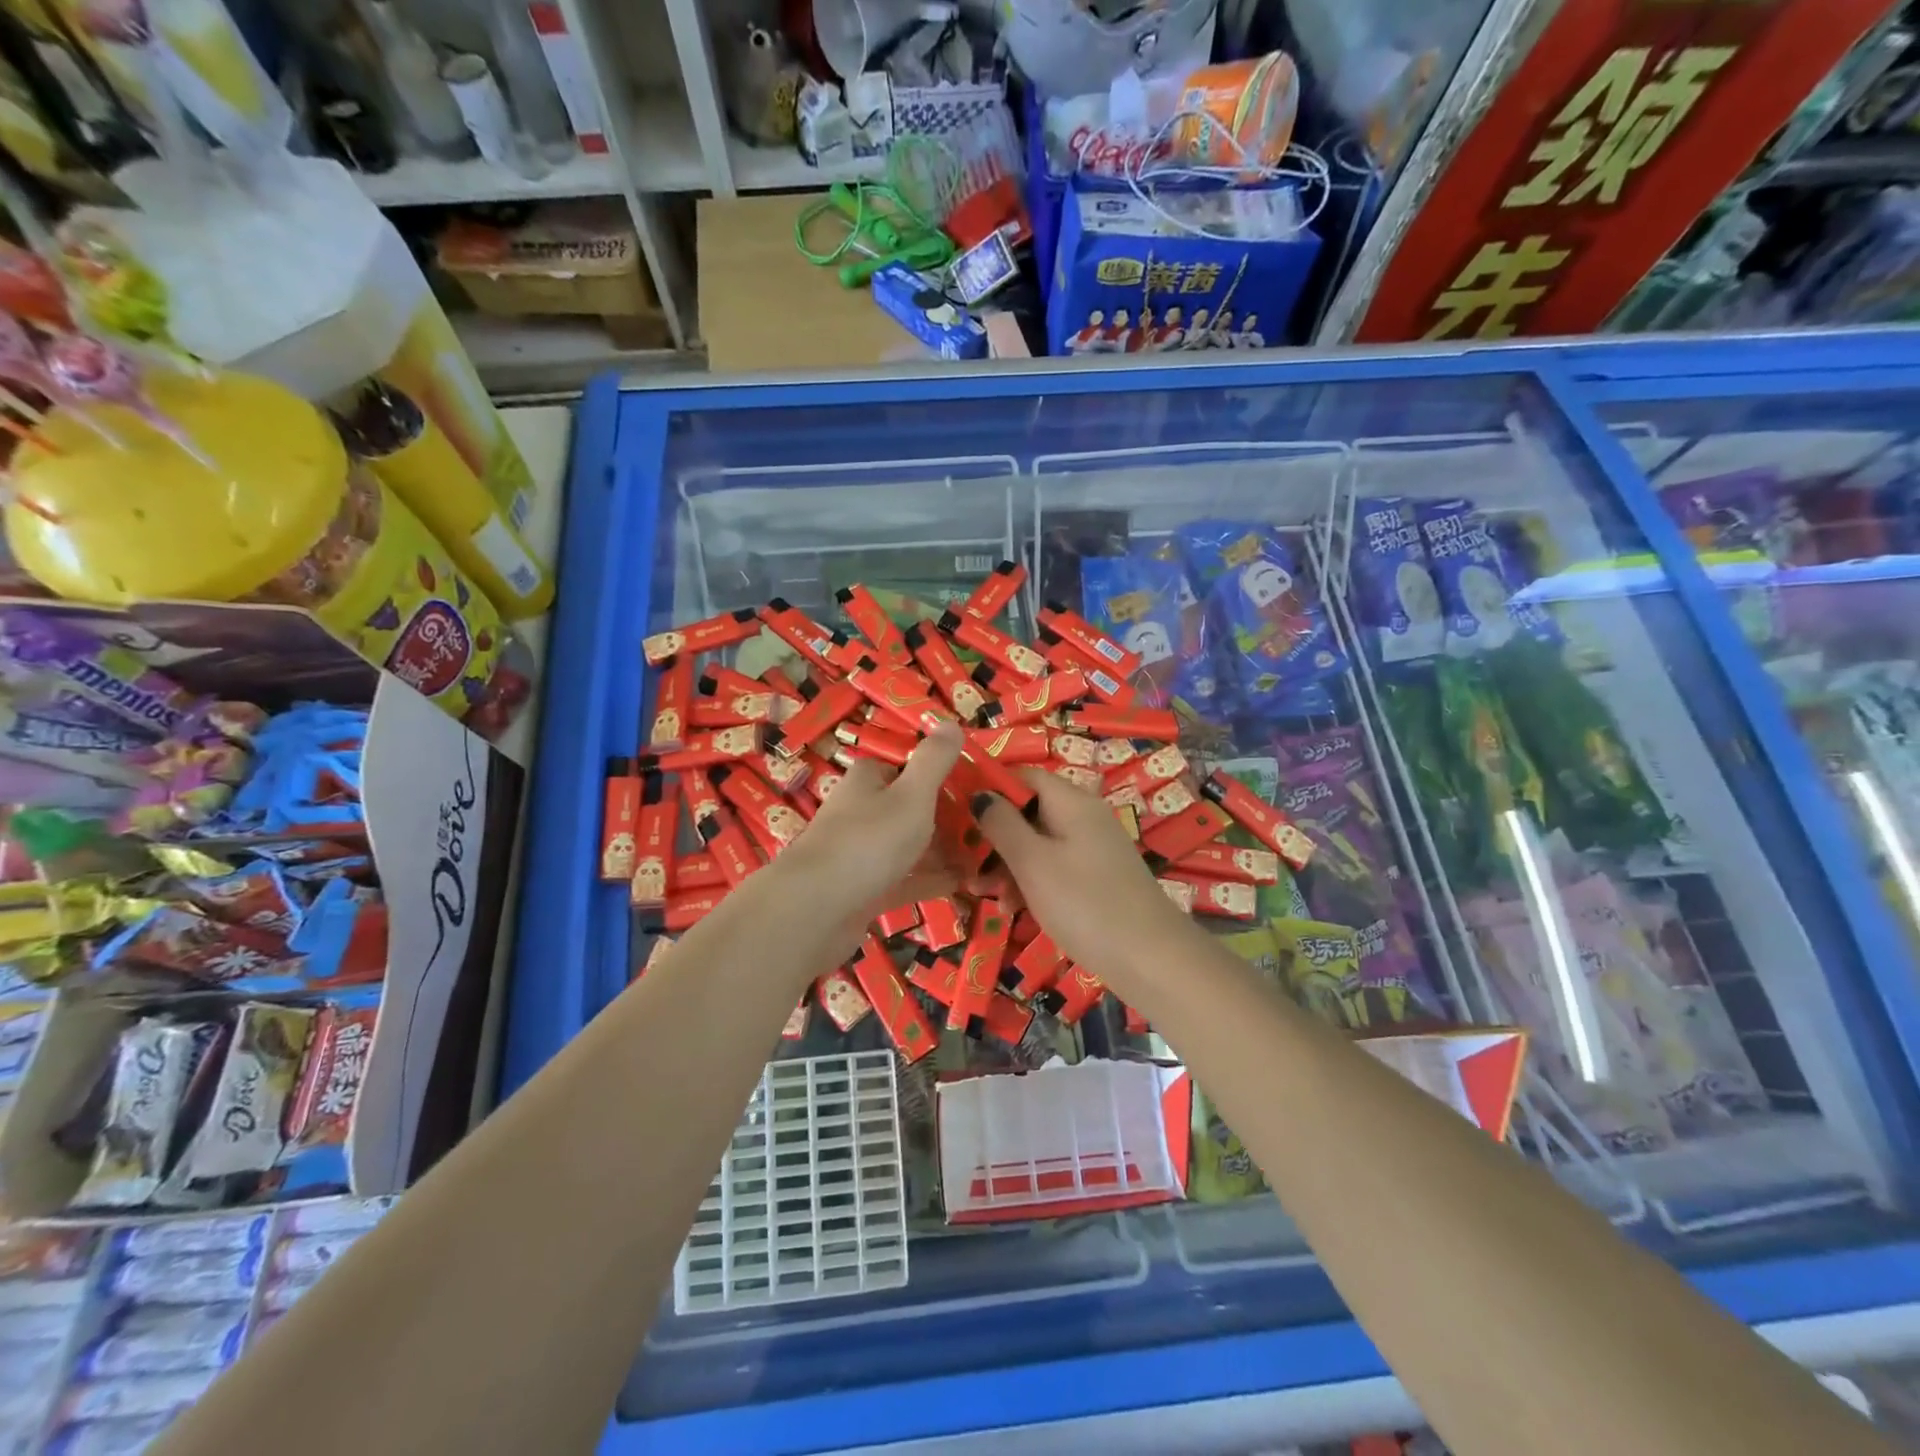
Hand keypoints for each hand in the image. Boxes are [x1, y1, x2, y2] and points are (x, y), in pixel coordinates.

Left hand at [775, 722, 964, 942]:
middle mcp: (861, 810)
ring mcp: (860, 852)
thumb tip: (950, 722)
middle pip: (911, 808)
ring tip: (985, 861)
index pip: (908, 768)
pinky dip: (931, 880)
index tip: (979, 790)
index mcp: (868, 779)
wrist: (815, 909)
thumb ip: (934, 761)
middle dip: (949, 819)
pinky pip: (905, 879)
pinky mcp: (863, 888)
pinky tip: (962, 885)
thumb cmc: (869, 841)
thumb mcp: (912, 794)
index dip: (942, 777)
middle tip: (989, 832)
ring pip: (910, 846)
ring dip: (944, 852)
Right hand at [973, 770, 1199, 983]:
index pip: (1024, 776)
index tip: (958, 814)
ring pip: (1039, 842)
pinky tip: (1013, 908)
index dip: (990, 789)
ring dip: (1008, 864)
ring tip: (983, 894)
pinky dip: (1031, 881)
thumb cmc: (1085, 903)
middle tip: (964, 865)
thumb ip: (1002, 824)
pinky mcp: (1097, 877)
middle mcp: (1084, 817)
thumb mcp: (1033, 862)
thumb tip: (980, 793)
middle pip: (1029, 811)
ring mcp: (1093, 848)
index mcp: (1072, 802)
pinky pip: (1054, 866)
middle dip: (994, 836)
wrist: (1151, 958)